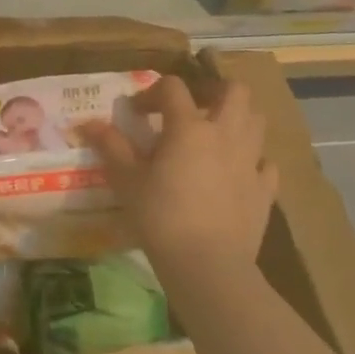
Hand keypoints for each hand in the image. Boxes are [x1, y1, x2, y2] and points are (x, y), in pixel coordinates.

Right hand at [81, 76, 278, 272]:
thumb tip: (89, 123)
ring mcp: (250, 161)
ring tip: (214, 135)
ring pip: (256, 120)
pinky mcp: (265, 190)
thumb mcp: (126, 180)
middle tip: (192, 107)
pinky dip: (253, 160)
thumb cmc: (161, 217)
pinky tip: (237, 172)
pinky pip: (266, 163)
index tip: (137, 113)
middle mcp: (225, 134)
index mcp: (189, 127)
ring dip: (237, 119)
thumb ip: (110, 146)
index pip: (173, 87)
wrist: (208, 266)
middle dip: (213, 90)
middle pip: (234, 91)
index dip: (152, 92)